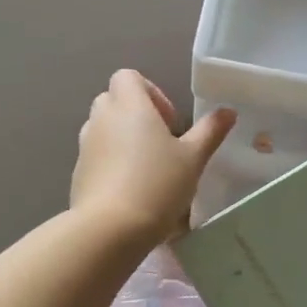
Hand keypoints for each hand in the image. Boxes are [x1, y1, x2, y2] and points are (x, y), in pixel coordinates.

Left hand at [71, 71, 235, 244]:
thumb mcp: (193, 158)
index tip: (170, 122)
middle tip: (161, 143)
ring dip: (122, 138)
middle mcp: (102, 118)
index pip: (128, 77)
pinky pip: (96, 155)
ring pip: (102, 127)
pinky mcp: (78, 172)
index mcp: (130, 106)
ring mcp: (85, 146)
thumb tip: (228, 111)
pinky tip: (131, 190)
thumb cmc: (157, 184)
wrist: (110, 229)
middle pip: (113, 99)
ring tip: (147, 168)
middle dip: (136, 114)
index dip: (151, 92)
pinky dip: (111, 162)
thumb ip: (210, 131)